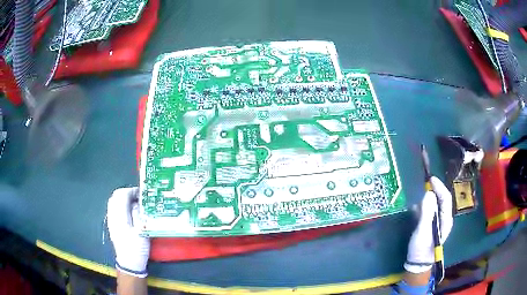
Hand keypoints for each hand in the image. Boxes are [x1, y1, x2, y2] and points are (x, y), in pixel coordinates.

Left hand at [107, 187, 149, 277]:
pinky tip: (129, 211)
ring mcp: (111, 220)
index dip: (132, 191)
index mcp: (119, 216)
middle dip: (127, 193)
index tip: (142, 194)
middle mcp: (112, 215)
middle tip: (139, 197)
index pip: (122, 195)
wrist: (129, 262)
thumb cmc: (136, 248)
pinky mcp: (112, 224)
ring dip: (124, 198)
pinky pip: (114, 208)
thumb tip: (138, 203)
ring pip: (114, 201)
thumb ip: (138, 214)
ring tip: (135, 203)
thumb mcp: (142, 232)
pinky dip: (121, 205)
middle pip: (116, 196)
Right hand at [404, 177, 452, 273]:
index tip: (431, 179)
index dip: (439, 187)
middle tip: (426, 183)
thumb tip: (428, 193)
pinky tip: (417, 207)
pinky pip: (430, 212)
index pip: (445, 198)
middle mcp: (444, 219)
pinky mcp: (431, 226)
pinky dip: (424, 206)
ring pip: (436, 205)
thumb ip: (427, 212)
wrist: (417, 264)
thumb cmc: (422, 248)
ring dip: (430, 198)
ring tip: (421, 193)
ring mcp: (437, 222)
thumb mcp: (423, 230)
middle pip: (442, 200)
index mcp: (446, 219)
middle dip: (435, 190)